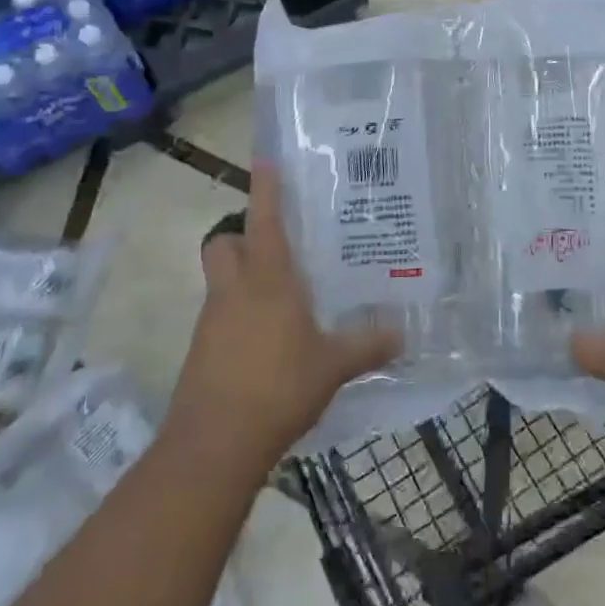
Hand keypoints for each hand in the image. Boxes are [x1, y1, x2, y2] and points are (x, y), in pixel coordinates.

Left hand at [164, 164, 400, 477]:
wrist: (213, 446)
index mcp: (268, 279)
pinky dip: (240, 316)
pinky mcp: (202, 352)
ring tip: (283, 295)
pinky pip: (221, 316)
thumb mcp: (332, 366)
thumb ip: (367, 345)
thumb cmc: (277, 387)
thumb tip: (402, 333)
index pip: (263, 219)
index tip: (265, 159)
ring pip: (222, 280)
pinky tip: (269, 340)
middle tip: (275, 243)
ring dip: (244, 278)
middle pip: (224, 242)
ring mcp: (213, 321)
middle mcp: (235, 290)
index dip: (265, 187)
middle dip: (241, 235)